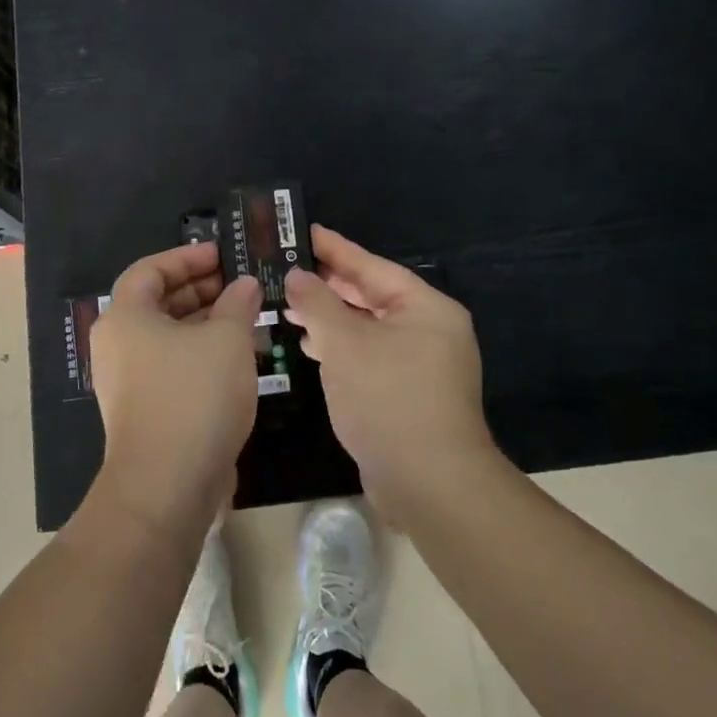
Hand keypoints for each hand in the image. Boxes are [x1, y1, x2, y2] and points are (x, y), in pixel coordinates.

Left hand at [90, 242, 262, 532]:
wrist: (167, 485)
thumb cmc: (194, 395)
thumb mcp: (226, 339)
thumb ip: (237, 304)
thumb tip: (245, 285)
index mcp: (125, 316)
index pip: (151, 269)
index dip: (187, 257)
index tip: (223, 255)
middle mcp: (117, 344)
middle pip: (157, 302)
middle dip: (200, 290)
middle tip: (240, 285)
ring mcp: (126, 380)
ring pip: (167, 337)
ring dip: (204, 323)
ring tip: (246, 317)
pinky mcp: (143, 410)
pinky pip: (170, 366)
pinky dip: (199, 354)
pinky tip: (235, 358)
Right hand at [283, 225, 497, 516]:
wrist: (429, 485)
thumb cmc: (388, 399)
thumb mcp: (344, 344)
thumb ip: (317, 303)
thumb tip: (297, 276)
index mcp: (425, 308)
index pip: (372, 266)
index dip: (335, 249)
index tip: (304, 231)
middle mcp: (429, 329)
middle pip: (371, 295)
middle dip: (328, 286)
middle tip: (287, 268)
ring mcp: (422, 363)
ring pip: (368, 327)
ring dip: (330, 318)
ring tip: (289, 306)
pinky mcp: (409, 392)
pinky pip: (370, 355)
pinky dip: (342, 347)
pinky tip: (311, 346)